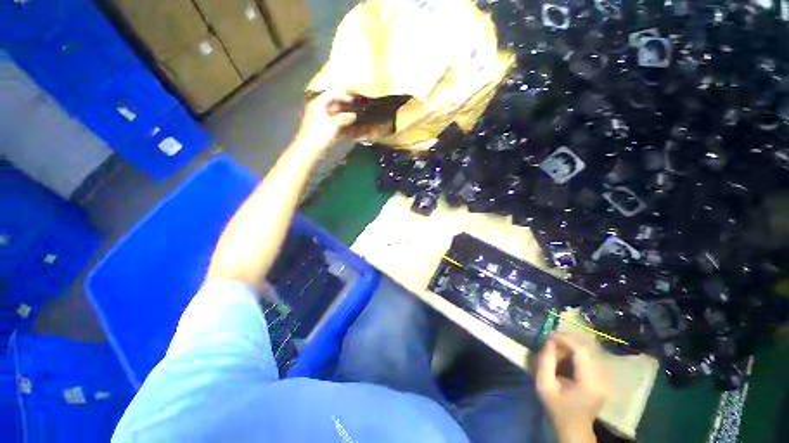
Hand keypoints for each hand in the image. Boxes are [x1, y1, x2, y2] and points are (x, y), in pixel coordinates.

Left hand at [295, 92, 356, 154]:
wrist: (309, 149)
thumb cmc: (321, 133)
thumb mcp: (335, 124)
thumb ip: (344, 118)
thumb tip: (353, 115)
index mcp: (318, 104)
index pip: (331, 95)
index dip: (342, 96)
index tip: (352, 100)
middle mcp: (317, 109)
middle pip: (331, 104)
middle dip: (343, 106)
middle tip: (354, 109)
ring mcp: (318, 119)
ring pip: (332, 114)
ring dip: (342, 116)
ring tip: (353, 118)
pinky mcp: (321, 129)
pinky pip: (332, 123)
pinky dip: (339, 124)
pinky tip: (347, 128)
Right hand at [537, 334, 607, 442]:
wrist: (573, 427)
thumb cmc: (557, 407)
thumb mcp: (544, 385)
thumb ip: (545, 362)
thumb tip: (549, 342)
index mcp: (589, 382)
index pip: (581, 351)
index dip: (565, 339)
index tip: (549, 335)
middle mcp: (602, 379)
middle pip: (585, 350)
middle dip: (566, 343)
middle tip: (550, 343)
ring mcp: (605, 379)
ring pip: (587, 353)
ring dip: (570, 348)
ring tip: (555, 352)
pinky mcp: (602, 379)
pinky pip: (589, 359)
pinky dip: (575, 354)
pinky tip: (564, 359)